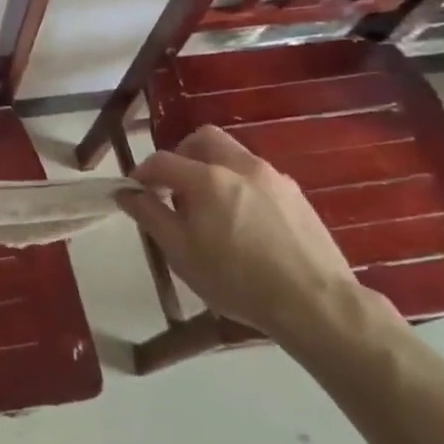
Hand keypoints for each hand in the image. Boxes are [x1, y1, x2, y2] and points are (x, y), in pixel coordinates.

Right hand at [117, 125, 358, 339]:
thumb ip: (150, 215)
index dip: (142, 173)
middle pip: (203, 139)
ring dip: (211, 169)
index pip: (162, 160)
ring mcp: (273, 178)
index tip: (134, 192)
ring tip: (208, 209)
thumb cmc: (237, 280)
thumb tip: (127, 193)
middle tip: (173, 188)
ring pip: (233, 155)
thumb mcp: (181, 252)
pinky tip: (242, 222)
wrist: (316, 303)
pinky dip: (238, 185)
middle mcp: (240, 166)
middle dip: (181, 155)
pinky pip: (256, 176)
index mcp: (207, 178)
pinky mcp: (296, 195)